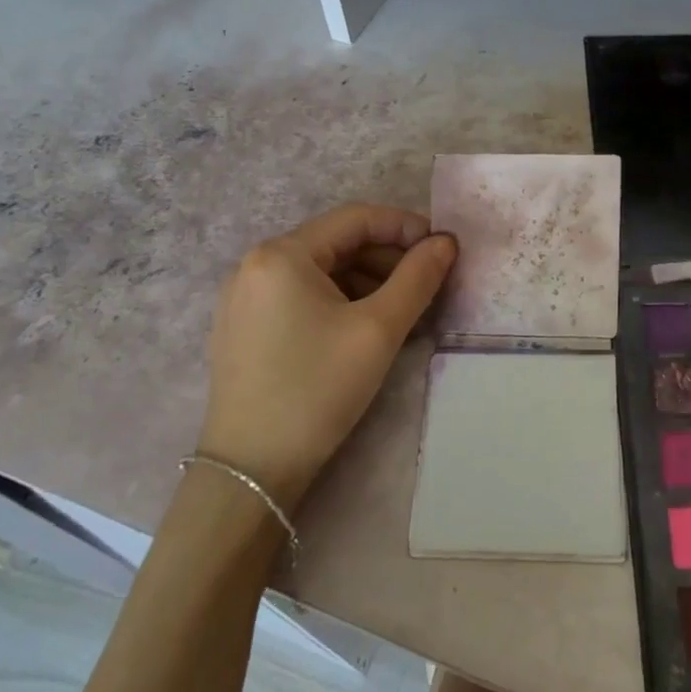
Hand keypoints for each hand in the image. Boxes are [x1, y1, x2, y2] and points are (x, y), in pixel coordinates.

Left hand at [200, 204, 456, 508]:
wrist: (251, 471)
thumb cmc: (317, 390)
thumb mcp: (378, 330)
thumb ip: (418, 278)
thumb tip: (446, 242)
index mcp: (282, 254)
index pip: (355, 219)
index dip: (405, 227)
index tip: (442, 248)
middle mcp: (256, 264)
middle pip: (337, 244)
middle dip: (388, 258)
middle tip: (427, 284)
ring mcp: (245, 297)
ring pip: (321, 271)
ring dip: (367, 281)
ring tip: (403, 310)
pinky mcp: (244, 327)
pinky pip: (301, 296)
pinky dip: (340, 301)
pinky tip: (366, 328)